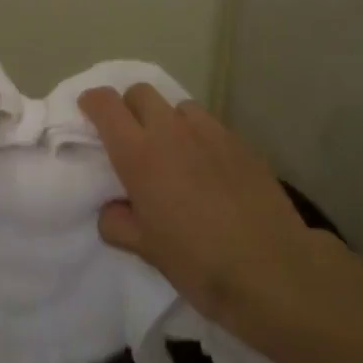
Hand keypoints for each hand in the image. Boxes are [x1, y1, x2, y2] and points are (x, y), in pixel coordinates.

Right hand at [80, 84, 323, 349]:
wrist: (273, 270)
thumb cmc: (199, 263)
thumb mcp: (147, 250)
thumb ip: (119, 223)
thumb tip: (113, 209)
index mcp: (139, 154)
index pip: (106, 105)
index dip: (92, 103)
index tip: (88, 115)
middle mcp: (172, 131)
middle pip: (141, 92)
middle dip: (129, 107)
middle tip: (131, 139)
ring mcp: (211, 133)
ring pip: (178, 106)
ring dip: (167, 120)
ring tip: (174, 153)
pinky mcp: (241, 143)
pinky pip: (210, 126)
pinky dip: (199, 137)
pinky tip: (209, 170)